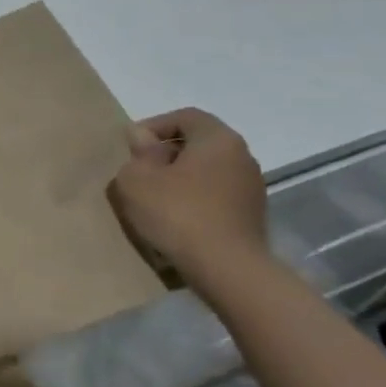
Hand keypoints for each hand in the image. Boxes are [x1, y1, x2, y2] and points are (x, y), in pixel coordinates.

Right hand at [109, 107, 268, 278]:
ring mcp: (252, 188)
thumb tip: (143, 138)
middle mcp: (242, 156)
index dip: (154, 126)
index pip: (185, 116)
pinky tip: (177, 219)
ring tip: (155, 199)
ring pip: (207, 171)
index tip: (132, 148)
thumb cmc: (177, 213)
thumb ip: (137, 153)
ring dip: (181, 178)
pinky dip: (195, 199)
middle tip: (140, 172)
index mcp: (218, 139)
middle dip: (166, 154)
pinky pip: (216, 195)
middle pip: (198, 143)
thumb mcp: (136, 179)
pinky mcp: (252, 216)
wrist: (228, 270)